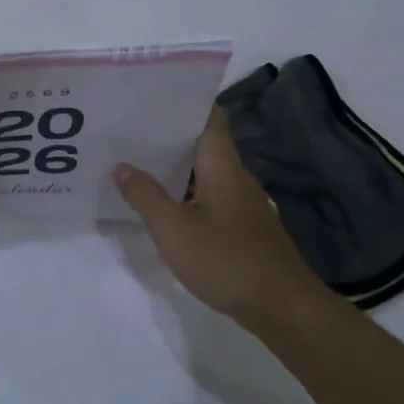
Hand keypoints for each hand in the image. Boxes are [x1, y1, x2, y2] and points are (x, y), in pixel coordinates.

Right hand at [114, 108, 318, 329]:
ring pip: (205, 171)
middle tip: (129, 129)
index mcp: (222, 164)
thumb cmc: (226, 259)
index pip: (208, 115)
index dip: (183, 101)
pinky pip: (211, 196)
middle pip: (203, 142)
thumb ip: (144, 195)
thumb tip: (121, 166)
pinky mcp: (244, 227)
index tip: (150, 95)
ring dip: (175, 166)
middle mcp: (236, 175)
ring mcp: (243, 202)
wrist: (282, 307)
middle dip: (168, 135)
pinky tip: (165, 205)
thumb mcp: (173, 228)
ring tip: (137, 163)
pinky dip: (187, 193)